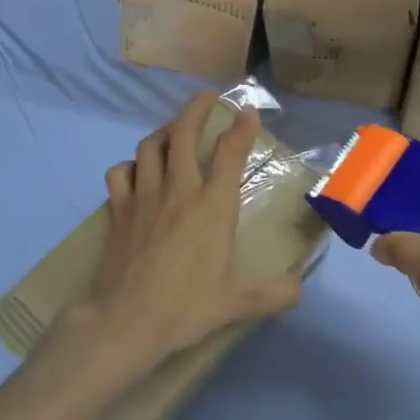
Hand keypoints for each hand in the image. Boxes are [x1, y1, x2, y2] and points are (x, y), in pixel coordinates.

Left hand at [70, 94, 302, 374]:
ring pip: (150, 146)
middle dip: (196, 108)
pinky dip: (129, 165)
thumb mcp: (239, 303)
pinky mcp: (118, 210)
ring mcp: (144, 196)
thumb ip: (276, 293)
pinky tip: (136, 171)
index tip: (248, 110)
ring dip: (164, 131)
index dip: (241, 127)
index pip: (230, 152)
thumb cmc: (187, 307)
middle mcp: (178, 189)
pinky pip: (120, 173)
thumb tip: (301, 285)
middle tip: (207, 98)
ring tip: (173, 131)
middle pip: (183, 132)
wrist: (126, 321)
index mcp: (213, 205)